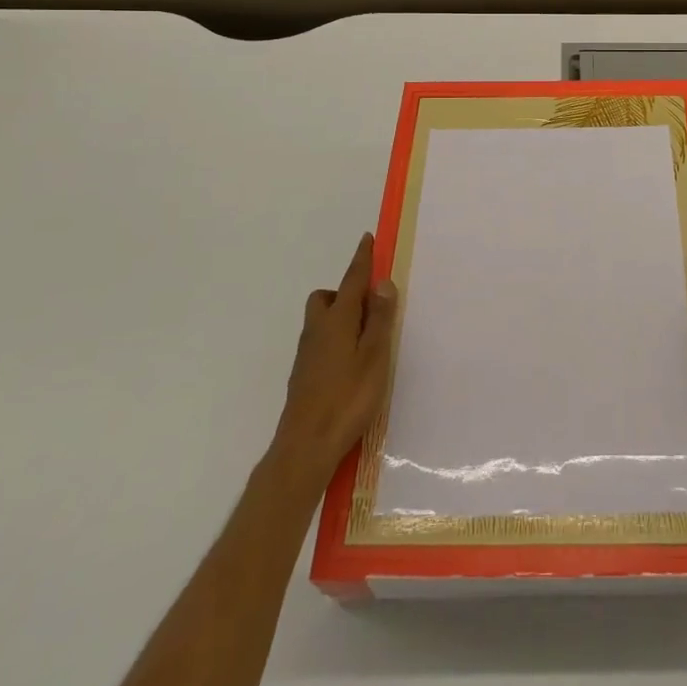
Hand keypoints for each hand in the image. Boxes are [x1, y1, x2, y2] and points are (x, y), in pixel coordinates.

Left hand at [268, 234, 397, 492]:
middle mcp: (317, 331)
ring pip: (321, 321)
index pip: (352, 281)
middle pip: (326, 298)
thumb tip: (382, 282)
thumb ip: (379, 319)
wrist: (305, 446)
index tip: (367, 239)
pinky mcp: (304, 375)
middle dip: (345, 293)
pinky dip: (336, 339)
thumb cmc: (347, 398)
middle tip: (370, 307)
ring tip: (366, 339)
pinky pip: (321, 342)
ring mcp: (307, 354)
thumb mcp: (374, 356)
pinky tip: (350, 364)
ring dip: (341, 317)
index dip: (361, 260)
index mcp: (337, 321)